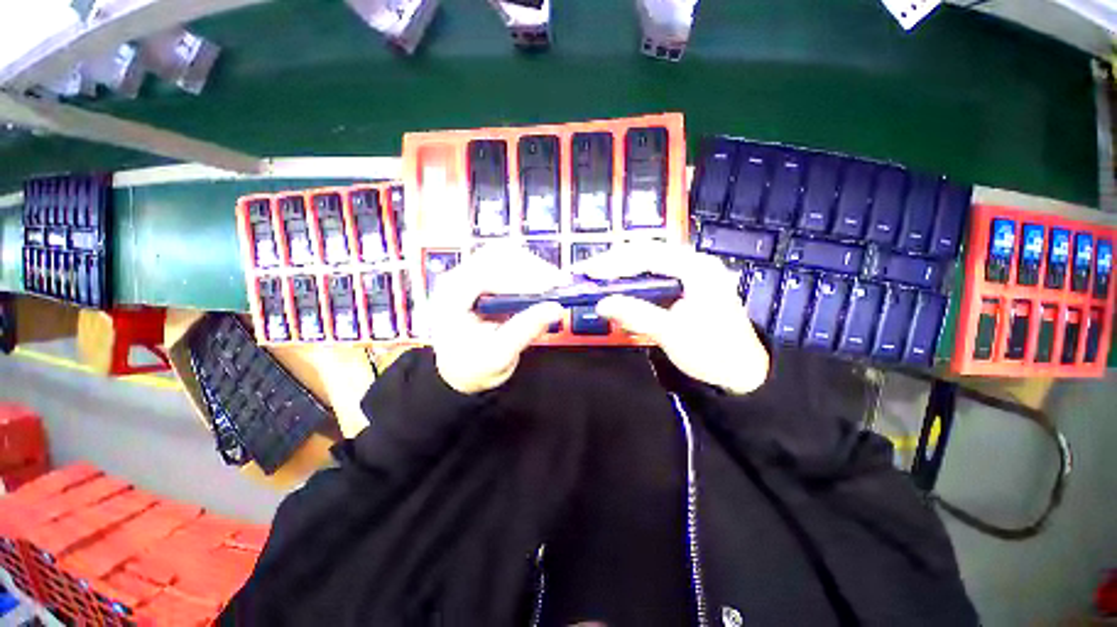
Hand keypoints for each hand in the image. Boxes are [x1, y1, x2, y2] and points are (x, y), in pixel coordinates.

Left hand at [427, 245, 566, 394]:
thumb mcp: (498, 354)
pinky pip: (510, 266)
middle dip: (532, 268)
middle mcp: (461, 277)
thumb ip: (525, 329)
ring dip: (534, 269)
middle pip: (499, 255)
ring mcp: (473, 276)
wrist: (460, 372)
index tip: (550, 288)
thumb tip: (555, 309)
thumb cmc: (471, 366)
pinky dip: (530, 274)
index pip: (489, 269)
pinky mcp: (486, 280)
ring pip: (507, 256)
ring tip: (553, 287)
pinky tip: (543, 288)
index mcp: (453, 294)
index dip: (521, 276)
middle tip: (558, 285)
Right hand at [575, 243, 769, 394]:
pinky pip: (653, 276)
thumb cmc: (712, 352)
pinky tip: (619, 288)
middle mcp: (694, 262)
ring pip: (648, 263)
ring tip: (597, 278)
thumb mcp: (672, 334)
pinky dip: (633, 282)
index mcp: (696, 267)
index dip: (614, 262)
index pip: (647, 255)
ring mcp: (691, 272)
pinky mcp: (686, 286)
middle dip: (614, 262)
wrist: (742, 373)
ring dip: (622, 270)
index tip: (588, 272)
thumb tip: (601, 304)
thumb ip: (636, 314)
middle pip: (646, 253)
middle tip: (587, 272)